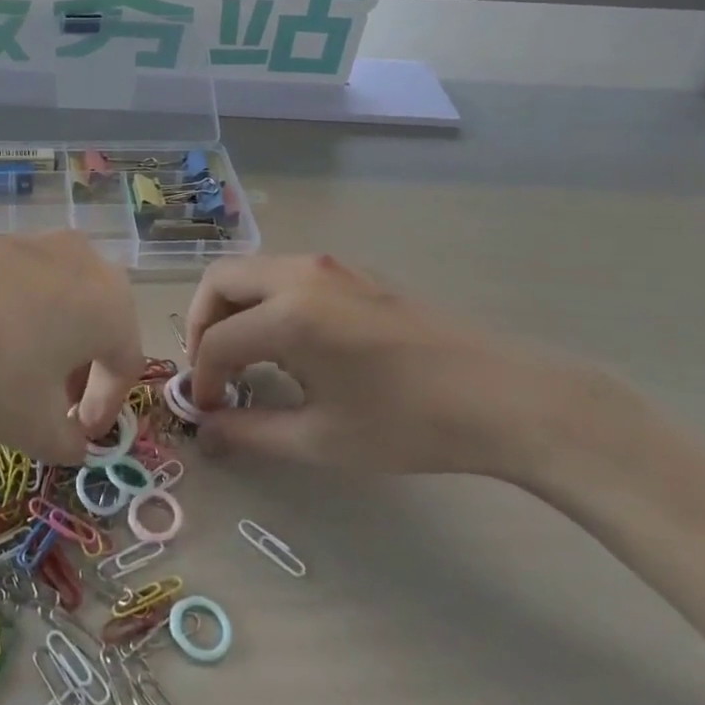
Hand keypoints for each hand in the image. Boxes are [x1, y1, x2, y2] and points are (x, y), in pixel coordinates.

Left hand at [0, 232, 144, 464]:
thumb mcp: (35, 427)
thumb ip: (68, 443)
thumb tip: (73, 442)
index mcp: (112, 303)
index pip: (126, 364)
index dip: (107, 409)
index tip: (79, 439)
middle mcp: (87, 261)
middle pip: (100, 324)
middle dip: (84, 372)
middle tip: (56, 407)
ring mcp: (39, 241)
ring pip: (65, 301)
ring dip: (55, 343)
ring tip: (20, 377)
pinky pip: (29, 283)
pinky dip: (24, 316)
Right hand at [186, 253, 572, 478]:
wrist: (502, 397)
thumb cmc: (408, 423)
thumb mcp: (323, 438)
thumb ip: (253, 432)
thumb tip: (208, 430)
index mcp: (288, 314)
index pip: (217, 340)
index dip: (202, 377)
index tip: (207, 412)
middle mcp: (299, 274)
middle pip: (220, 281)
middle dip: (202, 323)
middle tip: (212, 370)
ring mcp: (328, 266)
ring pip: (252, 270)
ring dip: (233, 307)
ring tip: (245, 357)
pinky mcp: (351, 271)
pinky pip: (285, 273)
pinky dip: (265, 299)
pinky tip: (288, 342)